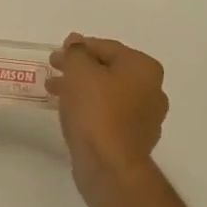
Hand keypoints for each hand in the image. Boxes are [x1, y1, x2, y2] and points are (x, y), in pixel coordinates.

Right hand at [47, 35, 167, 205]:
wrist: (109, 165)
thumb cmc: (96, 110)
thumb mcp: (79, 71)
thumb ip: (76, 52)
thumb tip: (76, 42)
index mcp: (144, 68)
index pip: (107, 47)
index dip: (78, 48)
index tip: (56, 55)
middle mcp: (152, 89)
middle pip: (109, 70)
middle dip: (79, 70)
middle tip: (54, 71)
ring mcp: (146, 117)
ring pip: (108, 93)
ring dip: (82, 89)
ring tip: (55, 93)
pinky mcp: (135, 139)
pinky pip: (110, 115)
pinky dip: (91, 109)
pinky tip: (72, 113)